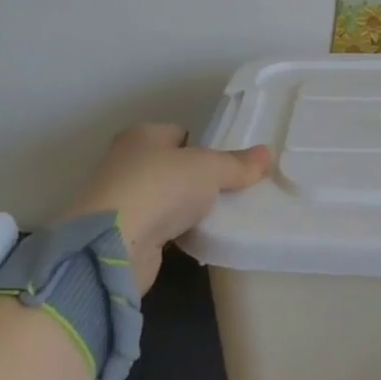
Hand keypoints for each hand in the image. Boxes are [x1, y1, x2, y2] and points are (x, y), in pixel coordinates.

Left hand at [64, 123, 273, 294]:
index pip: (179, 134)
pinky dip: (174, 232)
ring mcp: (120, 200)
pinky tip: (196, 238)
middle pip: (171, 166)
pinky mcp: (121, 234)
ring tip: (217, 217)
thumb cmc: (161, 188)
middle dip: (196, 179)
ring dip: (185, 208)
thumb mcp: (209, 169)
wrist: (112, 246)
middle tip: (229, 191)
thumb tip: (268, 154)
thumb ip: (238, 163)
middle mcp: (125, 162)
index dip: (203, 147)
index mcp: (141, 136)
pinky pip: (158, 227)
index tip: (228, 166)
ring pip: (164, 198)